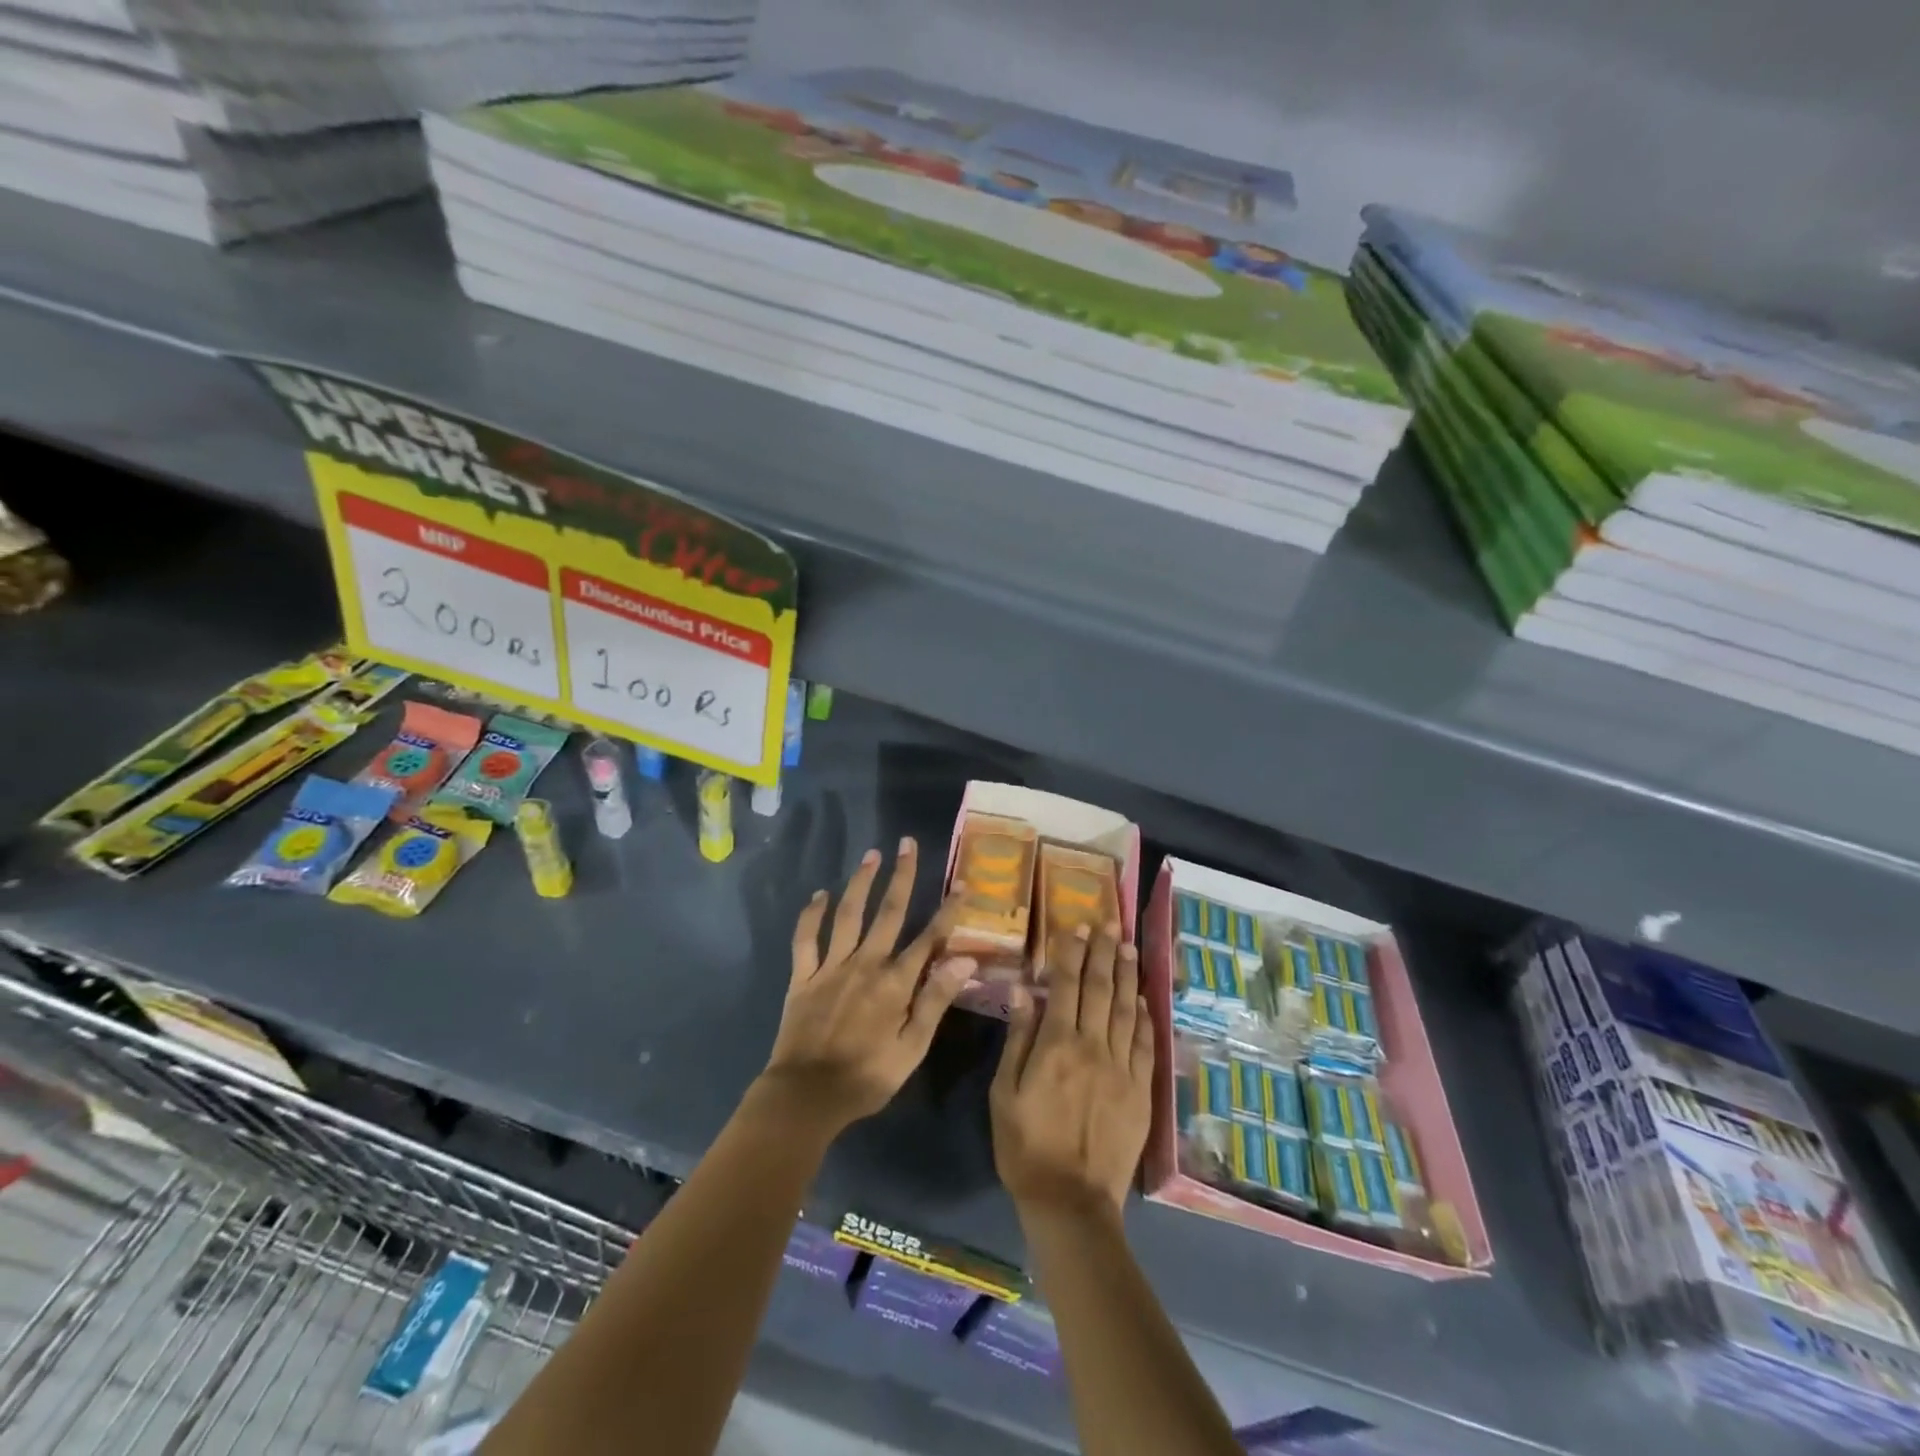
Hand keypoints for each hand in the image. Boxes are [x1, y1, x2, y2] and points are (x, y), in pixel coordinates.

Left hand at [760, 838, 974, 1133]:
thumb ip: (935, 1001)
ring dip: (860, 882)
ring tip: (871, 855)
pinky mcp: (802, 976)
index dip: (948, 910)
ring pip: (848, 914)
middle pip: (888, 912)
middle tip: (907, 844)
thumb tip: (965, 961)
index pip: (929, 938)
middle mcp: (865, 964)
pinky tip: (819, 895)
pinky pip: (805, 939)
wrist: (806, 1096)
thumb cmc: (867, 1077)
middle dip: (902, 876)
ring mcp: (831, 967)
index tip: (963, 883)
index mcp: (895, 983)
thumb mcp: (912, 1048)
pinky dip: (811, 915)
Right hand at [991, 920, 1153, 1221]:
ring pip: (1126, 1010)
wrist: (1071, 1202)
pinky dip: (1144, 1018)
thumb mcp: (1004, 1093)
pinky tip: (1142, 999)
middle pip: (1100, 989)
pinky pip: (1145, 1045)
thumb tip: (1025, 990)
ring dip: (1127, 975)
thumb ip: (1018, 1038)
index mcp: (1056, 1045)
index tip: (1077, 928)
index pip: (1066, 986)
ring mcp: (1121, 1069)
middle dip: (1104, 953)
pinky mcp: (1140, 1091)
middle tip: (1109, 924)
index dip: (1072, 954)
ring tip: (1129, 947)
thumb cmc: (1025, 1146)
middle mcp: (1093, 1047)